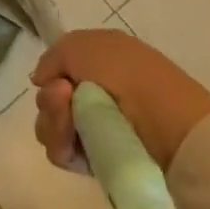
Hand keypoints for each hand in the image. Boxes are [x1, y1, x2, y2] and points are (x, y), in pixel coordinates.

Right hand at [32, 30, 209, 170]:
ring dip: (53, 122)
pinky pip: (62, 152)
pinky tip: (74, 143)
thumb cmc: (129, 75)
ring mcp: (97, 130)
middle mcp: (96, 95)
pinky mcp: (98, 162)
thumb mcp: (84, 45)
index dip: (51, 74)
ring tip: (72, 123)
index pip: (58, 70)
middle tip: (64, 98)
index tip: (56, 80)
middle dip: (49, 100)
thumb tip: (40, 80)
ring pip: (52, 125)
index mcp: (99, 63)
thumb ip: (54, 57)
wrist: (169, 126)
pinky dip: (62, 145)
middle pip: (50, 99)